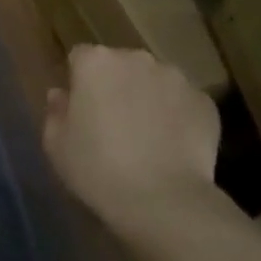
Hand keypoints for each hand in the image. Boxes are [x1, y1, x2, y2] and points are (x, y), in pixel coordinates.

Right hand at [43, 46, 230, 259]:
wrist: (164, 202)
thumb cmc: (99, 171)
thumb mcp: (57, 146)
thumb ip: (55, 112)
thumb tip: (60, 94)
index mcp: (95, 62)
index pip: (80, 58)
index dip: (79, 82)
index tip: (81, 110)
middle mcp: (136, 58)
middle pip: (120, 65)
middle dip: (116, 86)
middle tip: (114, 125)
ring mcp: (175, 78)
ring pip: (154, 81)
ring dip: (148, 98)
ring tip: (147, 138)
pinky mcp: (204, 102)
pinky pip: (183, 103)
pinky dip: (177, 117)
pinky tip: (173, 148)